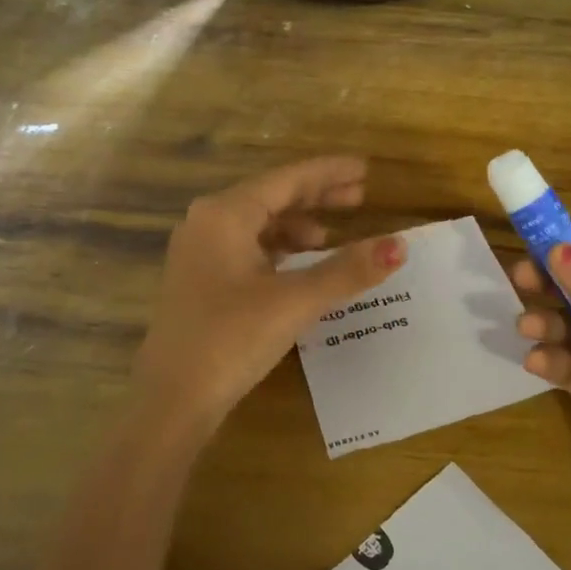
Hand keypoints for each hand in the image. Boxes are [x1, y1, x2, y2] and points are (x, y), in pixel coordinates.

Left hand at [132, 156, 405, 441]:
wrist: (171, 400)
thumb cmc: (231, 339)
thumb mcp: (295, 301)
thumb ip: (348, 270)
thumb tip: (399, 246)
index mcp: (225, 214)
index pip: (287, 179)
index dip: (329, 173)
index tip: (365, 169)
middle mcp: (208, 222)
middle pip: (272, 196)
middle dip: (317, 196)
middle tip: (360, 196)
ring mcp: (200, 252)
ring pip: (259, 223)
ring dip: (298, 224)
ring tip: (332, 237)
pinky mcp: (201, 280)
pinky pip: (248, 247)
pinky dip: (279, 249)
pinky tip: (299, 265)